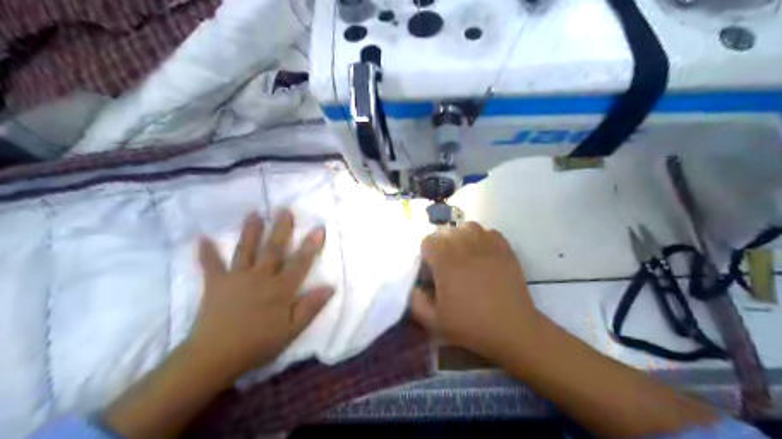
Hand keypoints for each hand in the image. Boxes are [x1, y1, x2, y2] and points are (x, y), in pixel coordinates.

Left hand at [191, 212, 336, 379]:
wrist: (215, 355)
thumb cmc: (258, 344)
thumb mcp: (292, 330)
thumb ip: (310, 307)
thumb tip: (330, 287)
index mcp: (280, 289)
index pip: (300, 263)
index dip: (310, 245)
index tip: (318, 228)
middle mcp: (260, 277)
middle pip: (273, 249)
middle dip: (281, 229)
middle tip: (284, 210)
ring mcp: (237, 277)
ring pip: (246, 250)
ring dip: (251, 231)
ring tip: (254, 214)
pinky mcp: (216, 283)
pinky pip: (210, 265)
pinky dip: (206, 252)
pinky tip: (202, 238)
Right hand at [410, 224, 544, 362]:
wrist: (511, 329)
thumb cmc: (470, 325)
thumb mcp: (433, 321)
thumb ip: (415, 300)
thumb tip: (416, 284)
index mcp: (445, 261)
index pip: (427, 241)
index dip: (426, 255)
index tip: (432, 272)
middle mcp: (465, 246)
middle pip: (446, 232)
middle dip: (442, 246)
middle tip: (447, 266)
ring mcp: (487, 245)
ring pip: (468, 227)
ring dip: (462, 237)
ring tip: (464, 255)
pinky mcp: (505, 249)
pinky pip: (489, 232)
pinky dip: (482, 239)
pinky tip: (483, 255)